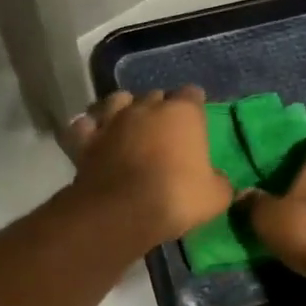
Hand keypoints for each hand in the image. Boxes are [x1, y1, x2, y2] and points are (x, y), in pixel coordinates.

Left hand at [63, 89, 233, 248]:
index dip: (195, 105)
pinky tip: (93, 135)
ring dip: (124, 109)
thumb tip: (219, 180)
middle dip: (161, 108)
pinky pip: (84, 125)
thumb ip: (221, 182)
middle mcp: (147, 107)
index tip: (197, 118)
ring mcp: (113, 120)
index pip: (192, 94)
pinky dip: (88, 128)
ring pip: (118, 100)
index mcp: (183, 113)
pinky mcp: (86, 139)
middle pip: (156, 96)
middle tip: (165, 130)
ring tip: (128, 124)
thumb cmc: (177, 197)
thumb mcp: (215, 196)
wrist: (123, 211)